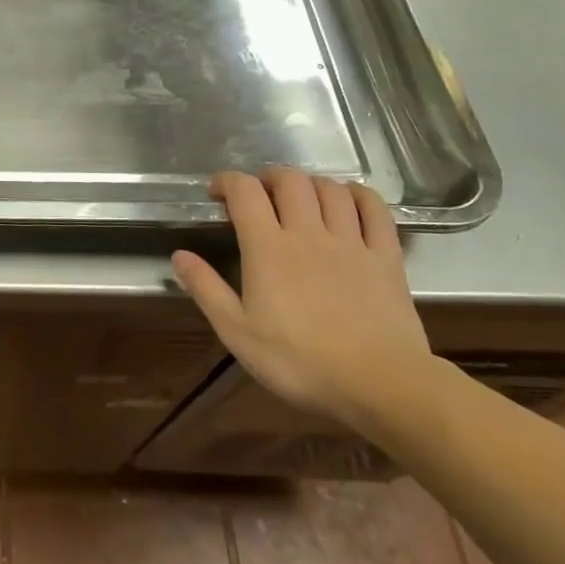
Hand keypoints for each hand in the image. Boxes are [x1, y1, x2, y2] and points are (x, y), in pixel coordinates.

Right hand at [170, 168, 432, 430]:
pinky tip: (348, 201)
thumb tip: (178, 255)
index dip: (227, 181)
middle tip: (259, 196)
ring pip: (330, 188)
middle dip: (268, 177)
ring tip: (300, 199)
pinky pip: (375, 209)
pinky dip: (358, 195)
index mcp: (267, 247)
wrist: (382, 386)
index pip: (244, 191)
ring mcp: (351, 242)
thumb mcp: (237, 332)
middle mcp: (308, 232)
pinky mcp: (386, 257)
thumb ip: (206, 289)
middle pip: (289, 180)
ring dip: (310, 184)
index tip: (217, 193)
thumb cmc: (300, 362)